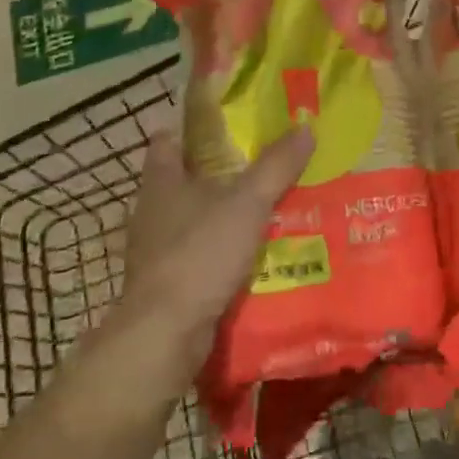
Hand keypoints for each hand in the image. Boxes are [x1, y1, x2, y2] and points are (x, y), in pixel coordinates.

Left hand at [118, 127, 314, 373]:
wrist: (165, 335)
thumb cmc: (200, 253)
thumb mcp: (248, 203)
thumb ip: (276, 166)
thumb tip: (306, 126)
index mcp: (161, 181)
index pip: (167, 142)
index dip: (190, 129)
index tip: (222, 123)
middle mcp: (152, 211)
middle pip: (181, 181)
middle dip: (214, 173)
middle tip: (256, 165)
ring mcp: (155, 251)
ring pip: (190, 221)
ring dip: (219, 216)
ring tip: (262, 210)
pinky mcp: (164, 286)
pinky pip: (196, 257)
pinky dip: (218, 254)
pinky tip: (248, 256)